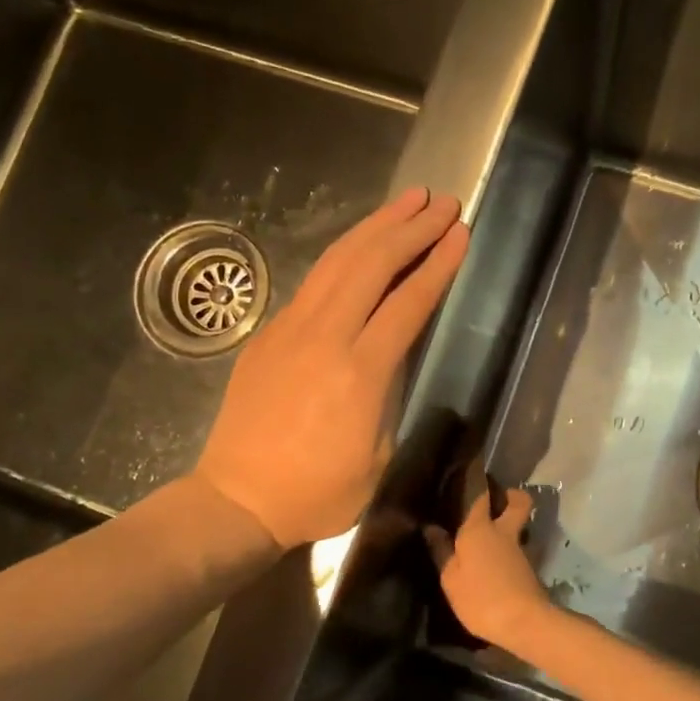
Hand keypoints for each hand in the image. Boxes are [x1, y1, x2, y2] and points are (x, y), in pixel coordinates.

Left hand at [196, 187, 468, 547]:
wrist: (238, 499)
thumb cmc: (318, 492)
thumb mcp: (378, 456)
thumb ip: (391, 394)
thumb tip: (396, 352)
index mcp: (360, 372)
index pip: (408, 302)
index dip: (438, 264)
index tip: (461, 233)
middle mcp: (324, 337)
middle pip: (373, 264)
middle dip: (413, 228)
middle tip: (444, 203)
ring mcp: (291, 329)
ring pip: (339, 260)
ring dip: (377, 225)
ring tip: (409, 201)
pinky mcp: (269, 333)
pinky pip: (315, 280)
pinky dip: (346, 252)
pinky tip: (362, 243)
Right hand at [424, 485, 550, 648]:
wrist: (524, 622)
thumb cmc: (480, 597)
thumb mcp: (451, 579)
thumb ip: (441, 551)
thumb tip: (431, 527)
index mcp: (479, 528)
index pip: (479, 493)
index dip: (476, 477)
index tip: (472, 466)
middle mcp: (503, 531)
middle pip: (517, 501)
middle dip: (510, 495)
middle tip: (494, 500)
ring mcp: (520, 549)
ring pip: (519, 524)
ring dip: (510, 523)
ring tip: (490, 534)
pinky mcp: (529, 567)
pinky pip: (518, 546)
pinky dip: (509, 547)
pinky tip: (496, 560)